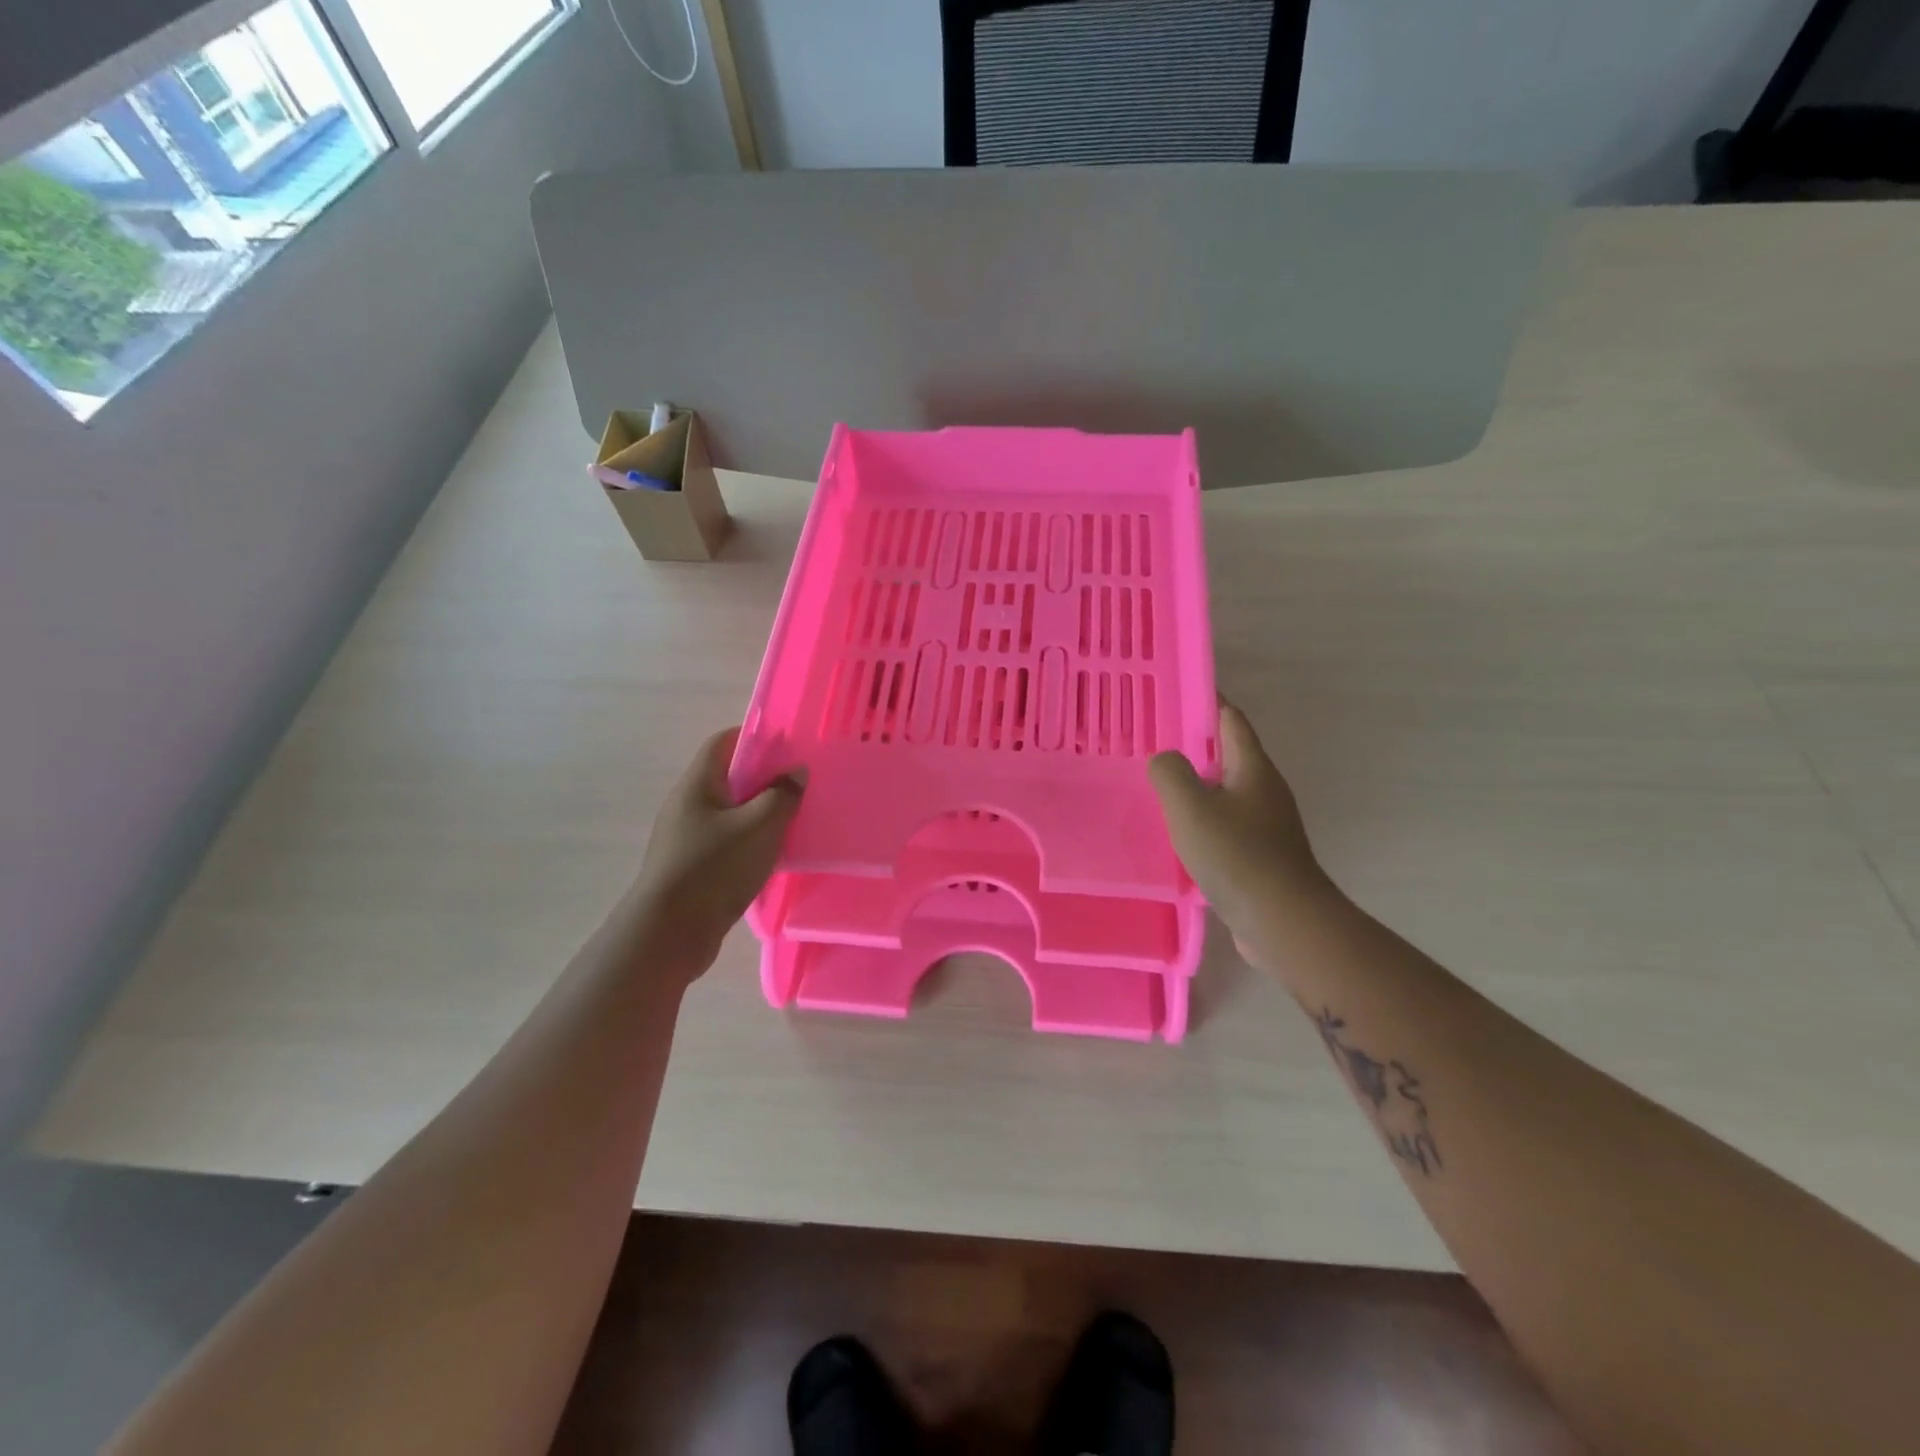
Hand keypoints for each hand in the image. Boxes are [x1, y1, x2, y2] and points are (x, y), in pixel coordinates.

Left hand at [629, 728, 803, 977]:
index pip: (723, 741)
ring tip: (792, 820)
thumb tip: (796, 771)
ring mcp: (685, 837)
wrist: (669, 933)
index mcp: (697, 784)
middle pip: (727, 777)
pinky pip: (725, 841)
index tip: (788, 745)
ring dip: (758, 813)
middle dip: (763, 778)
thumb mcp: (760, 826)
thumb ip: (782, 795)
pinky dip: (748, 840)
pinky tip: (771, 855)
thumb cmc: (714, 868)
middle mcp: (686, 804)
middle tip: (798, 786)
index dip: (754, 736)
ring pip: (728, 812)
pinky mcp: (690, 866)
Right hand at [1148, 700, 1332, 966]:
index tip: (1173, 693)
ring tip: (1155, 787)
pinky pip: (1224, 826)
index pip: (1230, 719)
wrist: (1284, 922)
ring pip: (1223, 793)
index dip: (1206, 700)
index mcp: (1253, 769)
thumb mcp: (1191, 807)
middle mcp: (1264, 791)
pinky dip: (1199, 821)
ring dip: (1194, 787)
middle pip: (1227, 755)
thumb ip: (1170, 773)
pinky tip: (1174, 835)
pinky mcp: (1259, 857)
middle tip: (1151, 742)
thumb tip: (1164, 760)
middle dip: (1192, 745)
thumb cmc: (1238, 856)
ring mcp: (1266, 826)